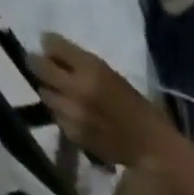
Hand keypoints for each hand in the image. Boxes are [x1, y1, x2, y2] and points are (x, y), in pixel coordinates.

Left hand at [30, 34, 173, 167]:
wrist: (156, 152)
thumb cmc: (143, 113)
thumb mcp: (115, 79)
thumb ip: (85, 67)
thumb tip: (56, 58)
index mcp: (93, 69)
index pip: (50, 42)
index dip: (52, 48)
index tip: (58, 56)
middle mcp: (77, 88)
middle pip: (38, 65)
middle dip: (43, 67)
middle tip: (54, 75)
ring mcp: (73, 113)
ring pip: (46, 94)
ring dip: (54, 95)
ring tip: (71, 102)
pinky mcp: (74, 134)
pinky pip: (58, 119)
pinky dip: (65, 118)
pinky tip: (81, 122)